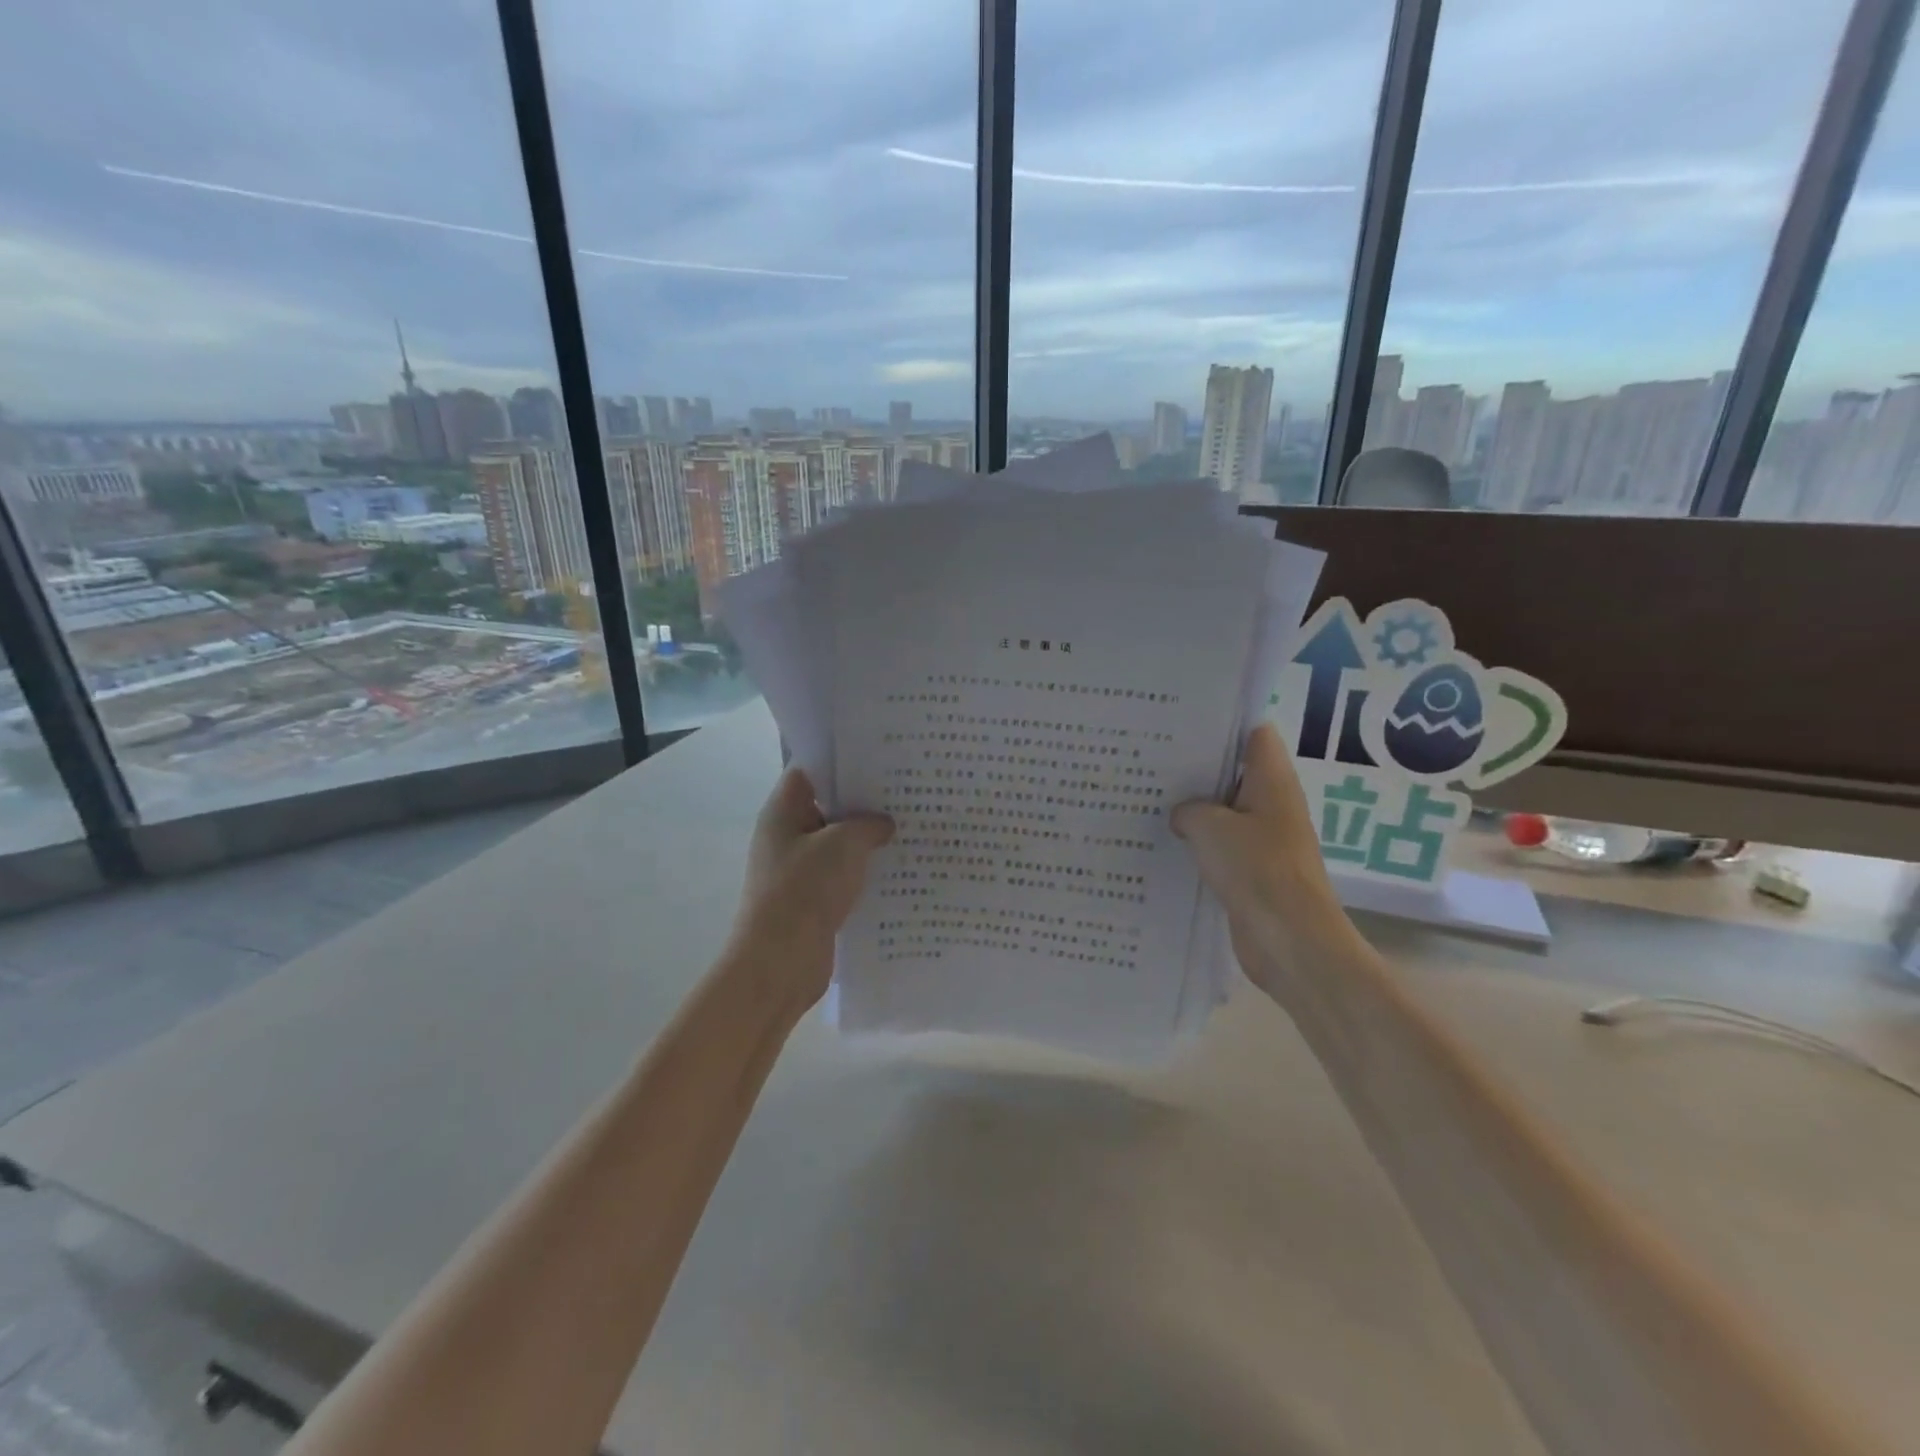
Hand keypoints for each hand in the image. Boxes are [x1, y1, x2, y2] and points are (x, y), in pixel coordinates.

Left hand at [731, 768, 893, 1008]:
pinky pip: (843, 875)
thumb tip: (884, 824)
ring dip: (868, 840)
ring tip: (910, 827)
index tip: (880, 757)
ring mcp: (799, 870)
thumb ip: (868, 825)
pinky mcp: (812, 900)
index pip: (810, 770)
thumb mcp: (843, 844)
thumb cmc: (805, 890)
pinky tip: (899, 868)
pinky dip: (865, 872)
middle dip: (863, 801)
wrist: (780, 962)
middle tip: (906, 791)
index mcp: (783, 812)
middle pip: (827, 806)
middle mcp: (787, 836)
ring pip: (838, 844)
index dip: (842, 761)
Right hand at [1172, 723, 1364, 1006]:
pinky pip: (1220, 847)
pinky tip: (1162, 843)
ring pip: (1223, 813)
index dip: (1222, 724)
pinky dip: (1196, 844)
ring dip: (1193, 810)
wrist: (1290, 941)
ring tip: (1146, 798)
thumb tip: (1181, 814)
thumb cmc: (1257, 870)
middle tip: (1150, 760)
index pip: (1254, 734)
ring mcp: (1263, 840)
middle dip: (1195, 768)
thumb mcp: (1210, 827)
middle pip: (1233, 773)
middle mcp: (1272, 805)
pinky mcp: (1251, 872)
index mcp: (1273, 781)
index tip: (1181, 724)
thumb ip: (1188, 809)